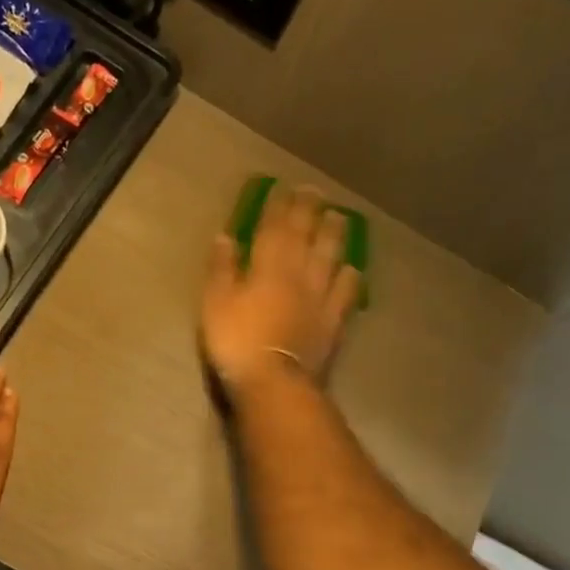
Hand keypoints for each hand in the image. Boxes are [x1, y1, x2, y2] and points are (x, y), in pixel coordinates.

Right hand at [201, 183, 362, 400]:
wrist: (275, 383)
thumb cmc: (237, 342)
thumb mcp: (215, 304)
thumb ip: (222, 269)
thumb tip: (225, 236)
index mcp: (267, 265)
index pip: (273, 226)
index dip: (278, 206)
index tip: (282, 187)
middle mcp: (299, 273)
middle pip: (306, 235)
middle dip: (308, 211)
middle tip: (314, 191)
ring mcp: (321, 297)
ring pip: (331, 257)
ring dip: (334, 235)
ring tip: (338, 217)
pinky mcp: (334, 322)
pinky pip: (347, 293)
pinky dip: (351, 277)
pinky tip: (354, 269)